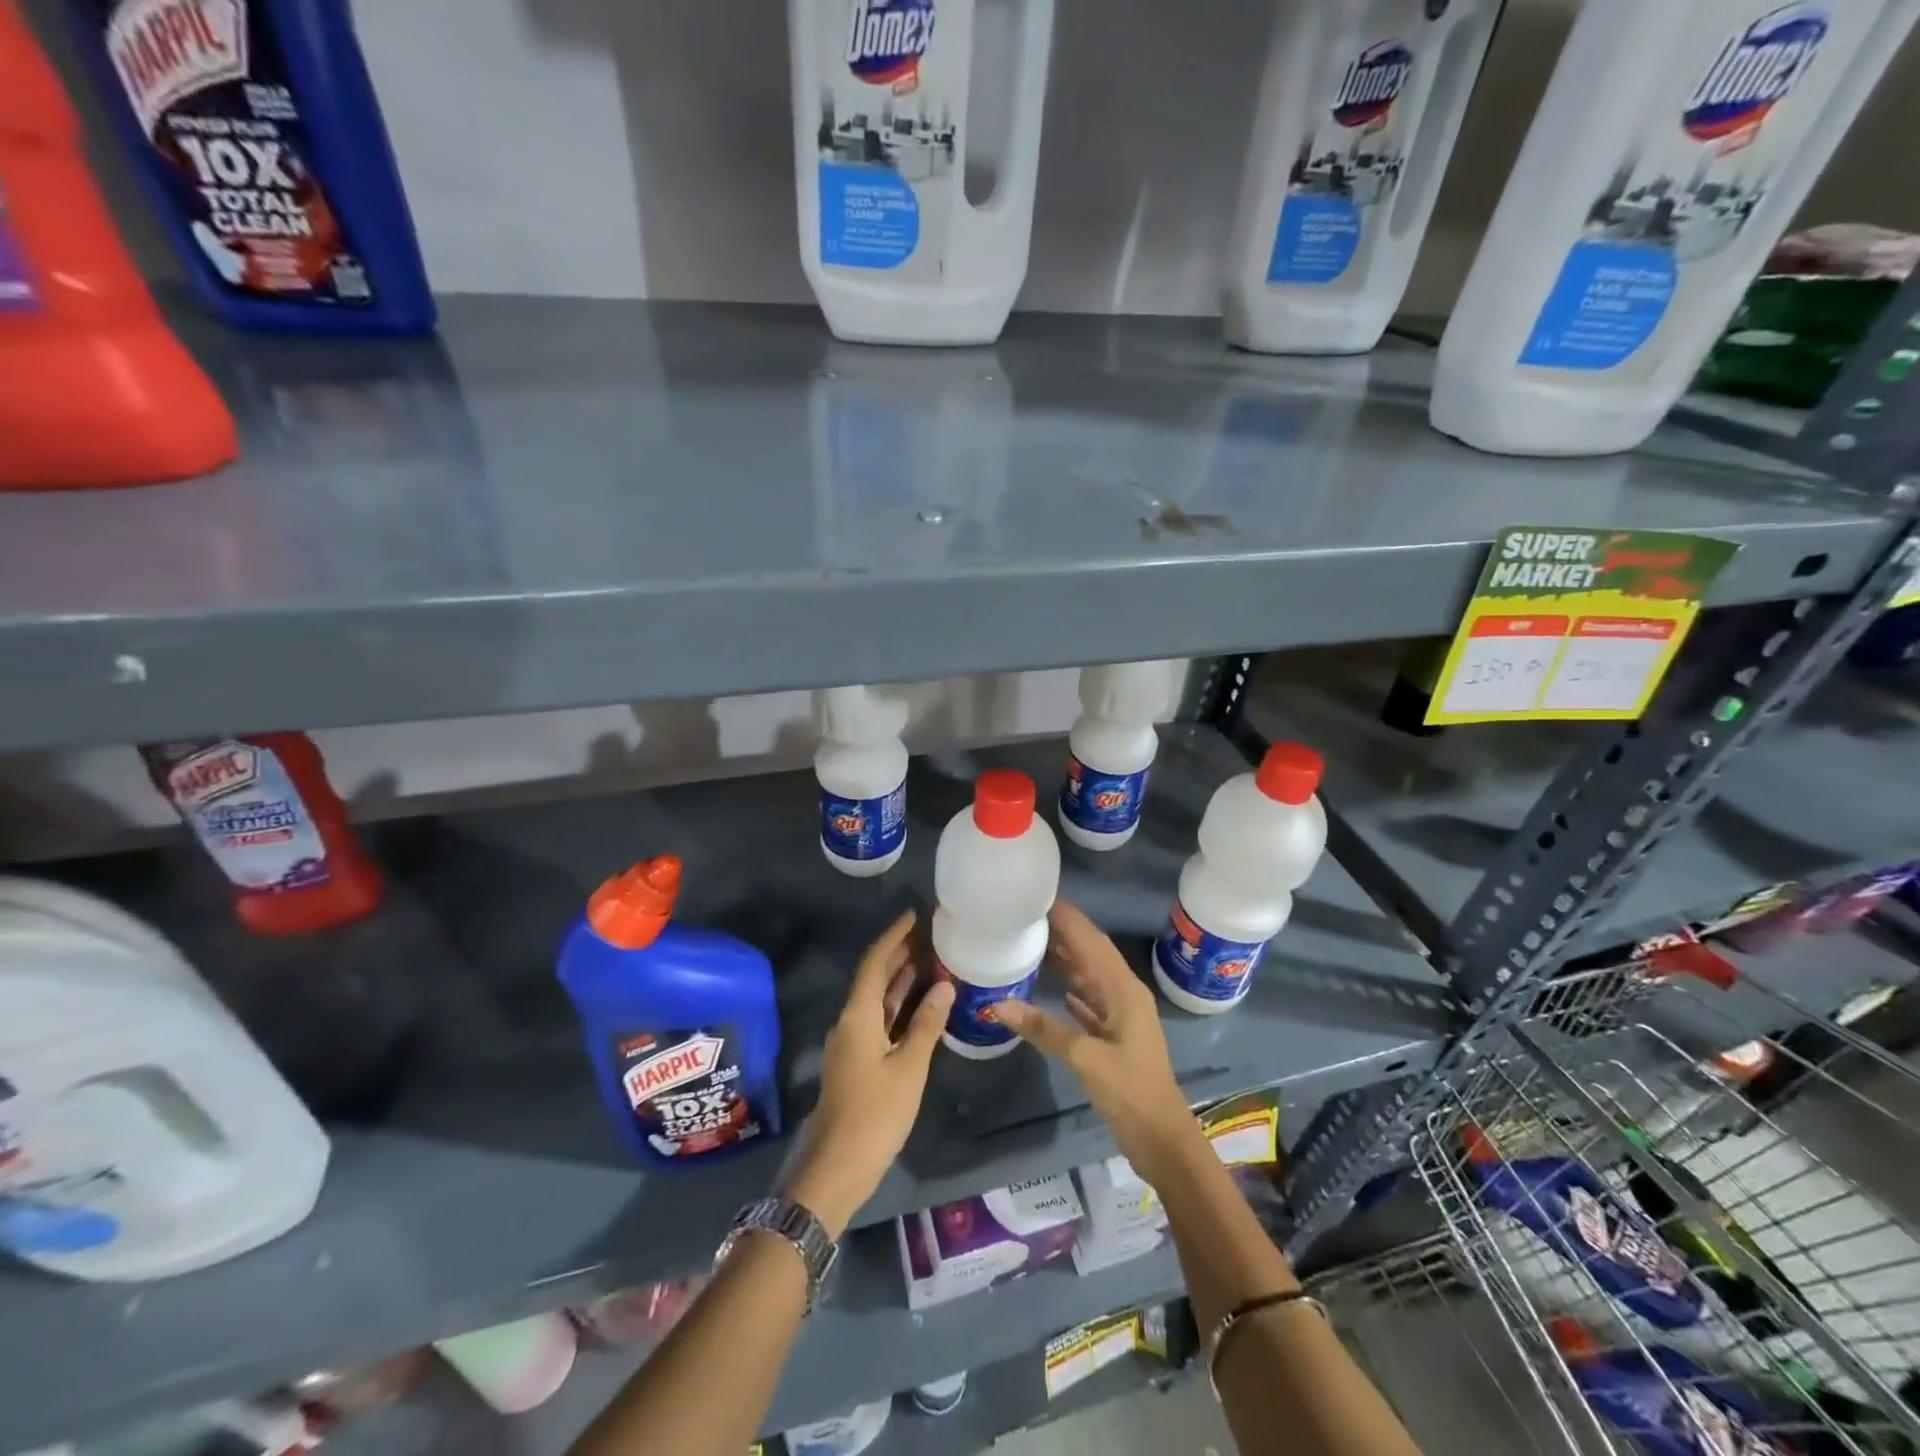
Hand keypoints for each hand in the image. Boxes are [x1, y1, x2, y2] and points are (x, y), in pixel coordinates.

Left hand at [785, 910, 953, 1236]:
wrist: (838, 1167)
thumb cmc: (876, 1113)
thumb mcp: (909, 1067)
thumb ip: (927, 1024)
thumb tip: (944, 985)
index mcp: (858, 1015)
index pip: (875, 963)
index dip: (894, 937)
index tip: (915, 916)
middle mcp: (851, 1021)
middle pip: (875, 977)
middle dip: (900, 954)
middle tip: (931, 934)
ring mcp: (853, 1042)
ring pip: (878, 999)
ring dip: (902, 979)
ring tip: (932, 959)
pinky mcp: (858, 1061)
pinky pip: (881, 1019)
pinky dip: (900, 1005)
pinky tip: (922, 1003)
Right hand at [990, 899, 1197, 1181]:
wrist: (1162, 1138)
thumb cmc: (1130, 1092)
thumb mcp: (1085, 1058)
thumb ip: (1043, 1029)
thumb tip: (998, 1005)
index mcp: (1123, 990)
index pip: (1091, 942)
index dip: (1068, 918)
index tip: (1039, 896)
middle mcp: (1124, 994)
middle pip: (1091, 953)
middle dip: (1064, 931)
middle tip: (1028, 914)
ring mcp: (1122, 1015)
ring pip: (1091, 976)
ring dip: (1067, 958)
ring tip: (1035, 940)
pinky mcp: (1116, 1036)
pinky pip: (1090, 1000)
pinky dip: (1072, 988)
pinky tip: (1055, 986)